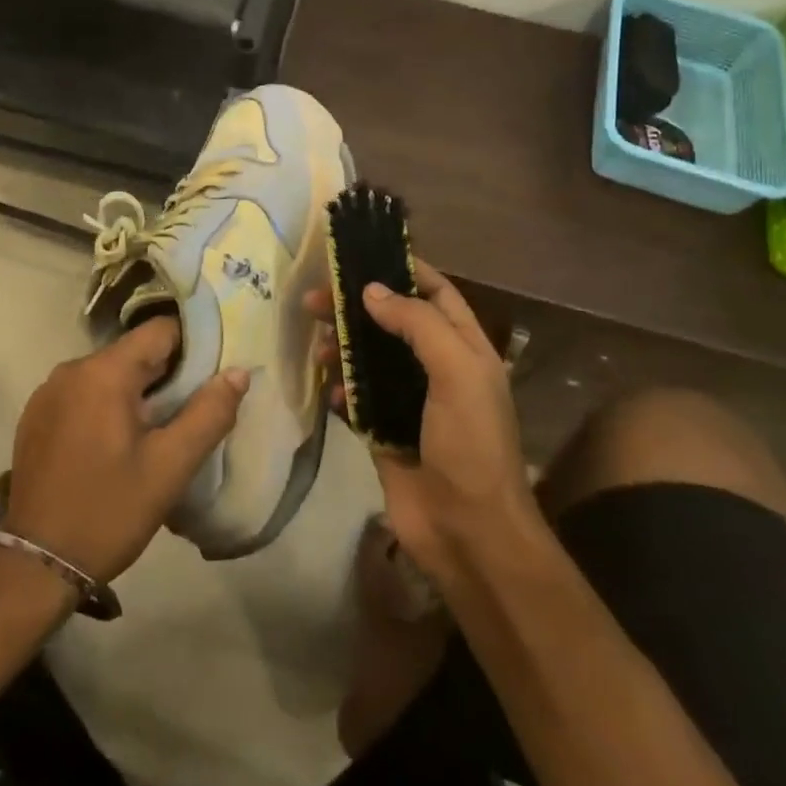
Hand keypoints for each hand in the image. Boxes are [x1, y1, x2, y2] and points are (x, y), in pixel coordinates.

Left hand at [2, 317, 247, 584]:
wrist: (38, 563)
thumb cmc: (109, 511)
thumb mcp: (170, 467)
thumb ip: (209, 414)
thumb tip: (239, 372)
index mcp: (103, 372)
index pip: (160, 332)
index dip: (193, 348)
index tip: (212, 376)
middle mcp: (71, 369)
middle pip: (133, 353)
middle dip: (166, 375)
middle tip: (190, 411)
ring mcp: (48, 392)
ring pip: (108, 373)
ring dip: (136, 393)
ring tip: (158, 431)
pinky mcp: (36, 415)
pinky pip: (83, 394)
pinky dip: (106, 405)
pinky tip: (117, 444)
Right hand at [305, 262, 536, 584]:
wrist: (467, 531)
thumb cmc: (470, 444)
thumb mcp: (457, 373)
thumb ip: (418, 325)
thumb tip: (371, 291)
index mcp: (465, 349)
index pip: (437, 293)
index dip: (406, 270)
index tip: (364, 255)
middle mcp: (437, 369)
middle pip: (393, 322)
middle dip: (356, 307)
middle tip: (314, 299)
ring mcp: (408, 401)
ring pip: (368, 358)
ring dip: (342, 346)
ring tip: (316, 346)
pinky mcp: (383, 431)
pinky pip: (355, 398)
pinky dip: (341, 391)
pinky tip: (331, 394)